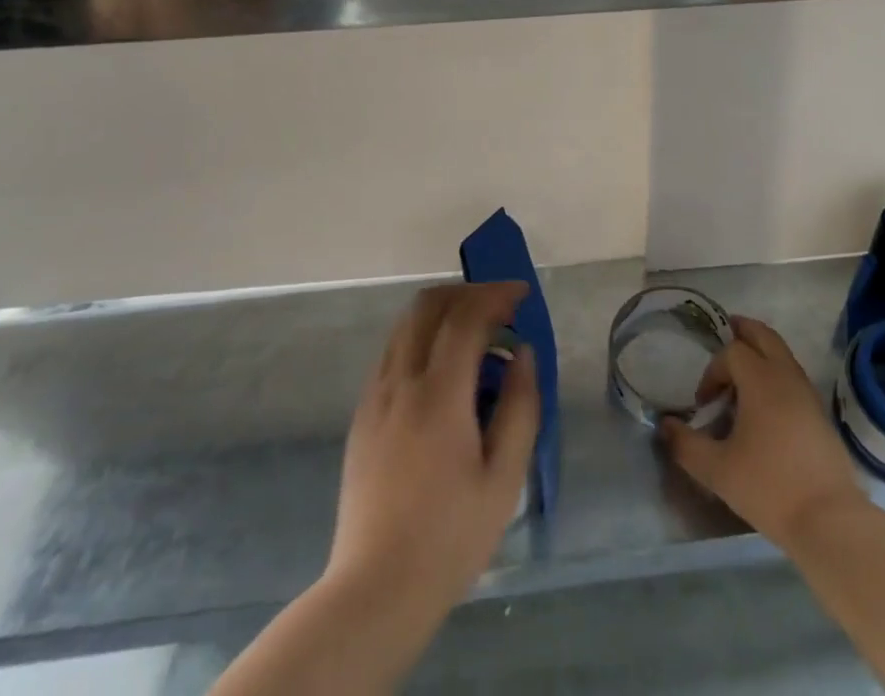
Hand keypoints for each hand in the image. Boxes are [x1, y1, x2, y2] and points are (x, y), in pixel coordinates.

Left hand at [324, 281, 540, 617]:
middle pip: (428, 305)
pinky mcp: (362, 414)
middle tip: (499, 308)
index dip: (496, 295)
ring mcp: (375, 396)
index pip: (466, 316)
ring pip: (406, 324)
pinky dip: (422, 337)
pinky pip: (393, 351)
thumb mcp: (504, 478)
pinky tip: (444, 368)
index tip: (522, 295)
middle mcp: (400, 381)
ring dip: (443, 312)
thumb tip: (522, 353)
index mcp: (438, 394)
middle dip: (467, 292)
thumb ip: (519, 406)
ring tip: (475, 334)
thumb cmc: (450, 537)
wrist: (374, 591)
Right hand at [661, 315, 865, 545]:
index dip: (712, 371)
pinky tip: (765, 404)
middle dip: (742, 331)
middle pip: (763, 335)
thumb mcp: (718, 470)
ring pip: (782, 353)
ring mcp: (808, 393)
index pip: (732, 352)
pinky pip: (793, 375)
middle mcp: (786, 375)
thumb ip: (686, 445)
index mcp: (761, 380)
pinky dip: (776, 372)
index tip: (704, 403)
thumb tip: (665, 426)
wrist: (830, 520)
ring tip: (742, 372)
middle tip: (726, 333)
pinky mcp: (820, 413)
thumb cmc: (770, 487)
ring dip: (761, 352)